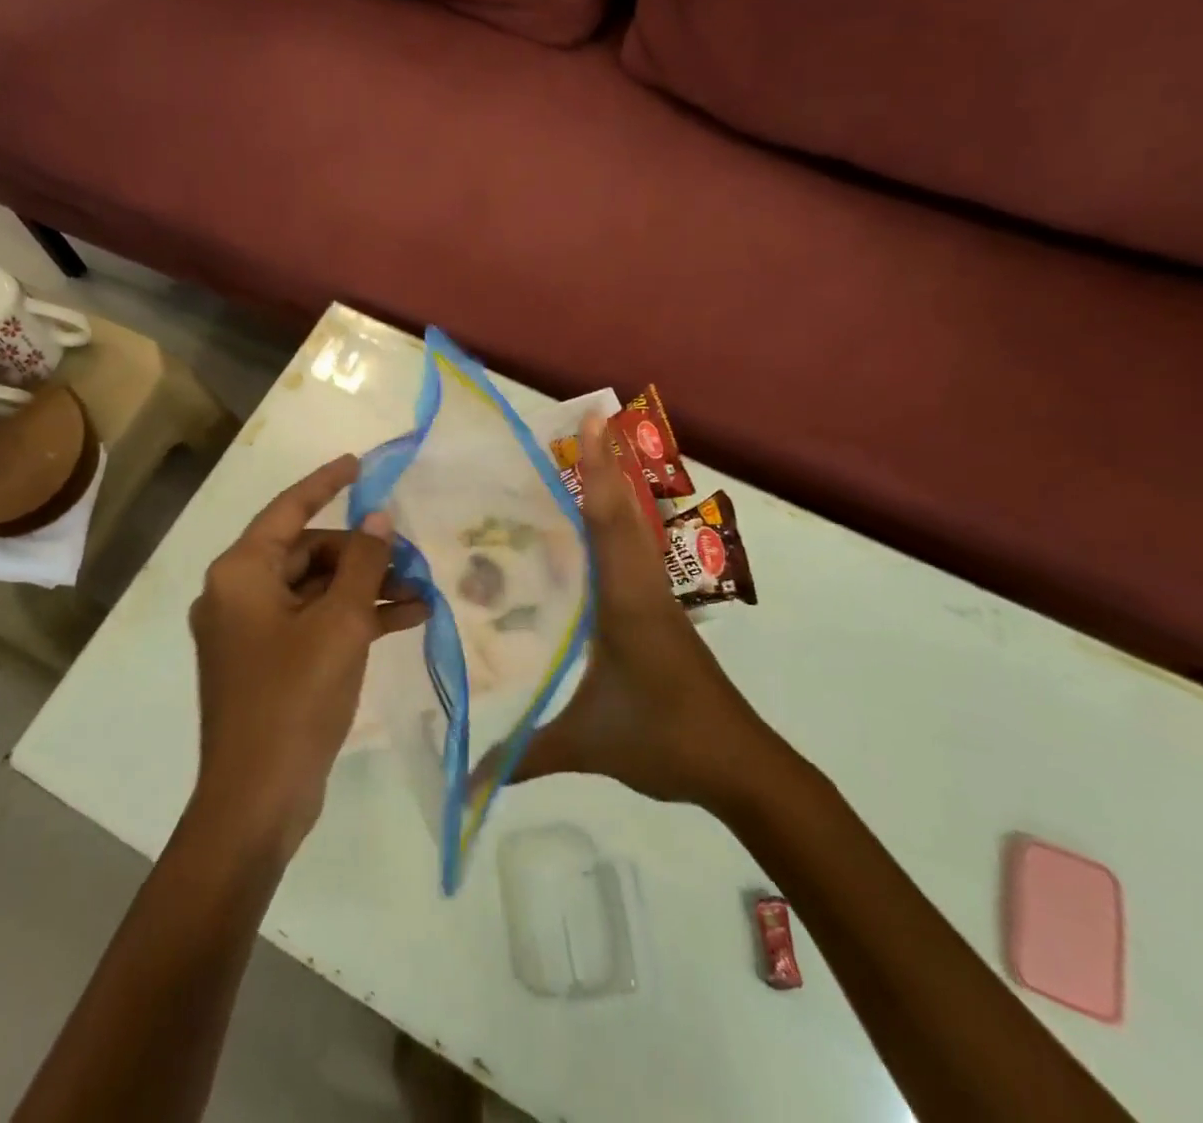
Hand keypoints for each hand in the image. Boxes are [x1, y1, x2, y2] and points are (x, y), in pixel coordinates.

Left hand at [188, 455, 428, 852]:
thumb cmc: (295, 697)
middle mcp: (238, 593)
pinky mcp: (270, 661)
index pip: (289, 509)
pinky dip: (354, 617)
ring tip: (422, 590)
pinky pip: (315, 622)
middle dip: (363, 553)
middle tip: (412, 558)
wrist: (258, 800)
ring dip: (366, 587)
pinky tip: (406, 618)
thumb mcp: (340, 623)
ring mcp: (252, 630)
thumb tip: (380, 517)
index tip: (361, 463)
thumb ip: (364, 563)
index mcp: (241, 573)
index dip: (326, 482)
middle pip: (308, 551)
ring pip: (316, 589)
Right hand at [502, 414, 768, 808]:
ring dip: (616, 489)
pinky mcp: (659, 614)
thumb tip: (463, 782)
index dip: (600, 472)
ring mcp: (655, 598)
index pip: (609, 523)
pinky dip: (617, 524)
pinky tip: (594, 528)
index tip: (594, 422)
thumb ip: (524, 756)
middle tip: (588, 420)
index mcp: (626, 601)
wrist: (740, 766)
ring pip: (634, 530)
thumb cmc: (666, 740)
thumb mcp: (588, 743)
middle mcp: (642, 587)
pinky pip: (633, 554)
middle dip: (608, 463)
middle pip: (625, 512)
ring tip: (587, 456)